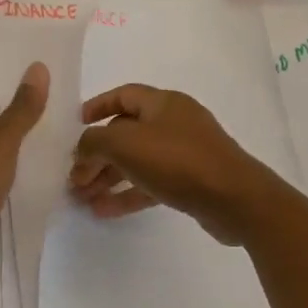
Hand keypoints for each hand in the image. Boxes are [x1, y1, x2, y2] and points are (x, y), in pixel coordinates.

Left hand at [0, 62, 48, 297]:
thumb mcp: (0, 144)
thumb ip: (21, 112)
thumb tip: (38, 66)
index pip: (2, 126)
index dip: (29, 120)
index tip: (63, 120)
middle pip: (6, 156)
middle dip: (34, 154)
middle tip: (75, 152)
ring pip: (8, 187)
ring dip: (31, 185)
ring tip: (69, 181)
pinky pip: (7, 217)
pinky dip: (24, 214)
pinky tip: (49, 213)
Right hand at [68, 84, 277, 243]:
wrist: (234, 199)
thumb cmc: (177, 160)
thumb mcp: (125, 144)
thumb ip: (94, 142)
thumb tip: (82, 150)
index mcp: (163, 103)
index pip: (123, 95)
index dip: (97, 106)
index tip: (76, 124)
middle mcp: (174, 122)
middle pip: (127, 133)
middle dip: (97, 154)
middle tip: (73, 178)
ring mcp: (185, 153)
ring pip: (137, 161)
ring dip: (108, 177)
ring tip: (81, 198)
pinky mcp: (191, 182)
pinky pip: (151, 183)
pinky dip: (127, 194)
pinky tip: (103, 211)